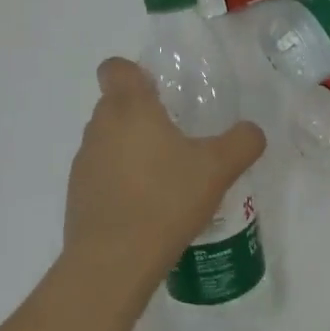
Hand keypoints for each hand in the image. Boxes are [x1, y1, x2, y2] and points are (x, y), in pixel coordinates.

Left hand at [63, 58, 266, 300]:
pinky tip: (147, 209)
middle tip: (176, 138)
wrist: (112, 263)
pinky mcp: (77, 196)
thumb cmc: (164, 200)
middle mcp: (100, 126)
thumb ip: (242, 142)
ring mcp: (84, 162)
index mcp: (129, 106)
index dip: (134, 73)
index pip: (115, 67)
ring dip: (130, 149)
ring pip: (108, 140)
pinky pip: (101, 174)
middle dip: (142, 115)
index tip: (159, 93)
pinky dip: (119, 182)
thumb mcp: (218, 168)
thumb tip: (252, 131)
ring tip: (165, 178)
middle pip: (115, 103)